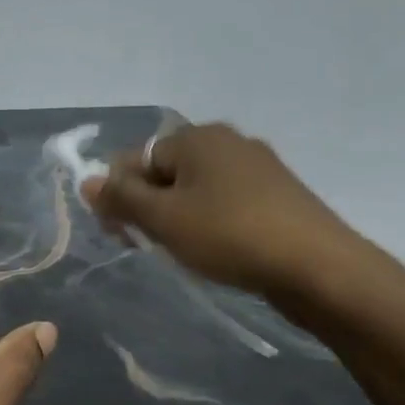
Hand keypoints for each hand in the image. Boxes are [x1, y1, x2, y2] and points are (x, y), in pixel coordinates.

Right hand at [84, 122, 370, 307]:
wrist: (318, 267)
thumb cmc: (229, 235)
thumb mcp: (163, 219)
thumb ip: (121, 198)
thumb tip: (86, 180)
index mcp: (197, 137)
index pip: (136, 159)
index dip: (120, 196)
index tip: (121, 234)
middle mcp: (227, 141)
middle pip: (165, 171)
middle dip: (147, 207)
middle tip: (147, 245)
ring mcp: (257, 166)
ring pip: (195, 188)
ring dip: (176, 217)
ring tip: (181, 251)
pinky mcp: (277, 194)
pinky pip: (224, 200)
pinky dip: (209, 221)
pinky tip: (215, 248)